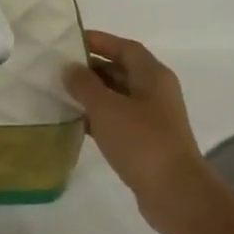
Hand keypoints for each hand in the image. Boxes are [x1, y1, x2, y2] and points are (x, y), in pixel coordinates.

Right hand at [65, 31, 221, 233]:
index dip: (99, 41)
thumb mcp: (106, 108)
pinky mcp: (146, 141)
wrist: (175, 193)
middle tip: (58, 69)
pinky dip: (97, 117)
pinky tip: (75, 122)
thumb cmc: (142, 142)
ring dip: (92, 93)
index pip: (124, 47)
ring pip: (117, 96)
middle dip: (90, 67)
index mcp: (152, 75)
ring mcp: (152, 118)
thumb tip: (69, 68)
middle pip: (121, 69)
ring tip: (60, 93)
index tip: (69, 41)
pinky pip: (118, 119)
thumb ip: (84, 85)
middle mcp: (155, 91)